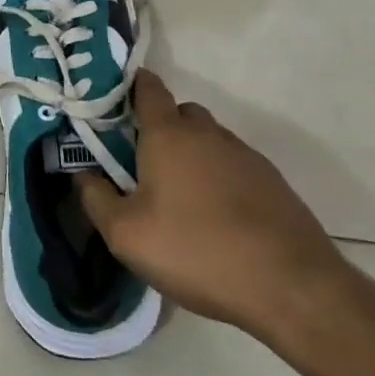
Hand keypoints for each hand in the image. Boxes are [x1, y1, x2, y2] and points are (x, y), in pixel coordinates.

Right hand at [75, 70, 348, 334]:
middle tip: (142, 165)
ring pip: (209, 141)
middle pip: (180, 113)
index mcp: (169, 135)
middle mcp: (208, 134)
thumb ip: (95, 199)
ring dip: (192, 156)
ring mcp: (245, 156)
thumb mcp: (126, 235)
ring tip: (181, 200)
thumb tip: (82, 175)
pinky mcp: (273, 183)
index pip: (148, 89)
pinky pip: (234, 167)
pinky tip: (217, 219)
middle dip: (159, 129)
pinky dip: (219, 180)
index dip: (130, 88)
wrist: (292, 288)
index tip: (113, 104)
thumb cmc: (197, 251)